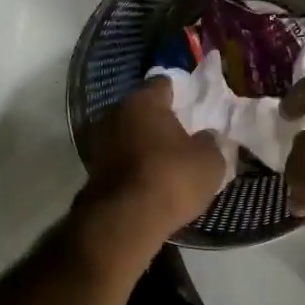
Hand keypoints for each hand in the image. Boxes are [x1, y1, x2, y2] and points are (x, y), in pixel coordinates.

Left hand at [80, 78, 229, 262]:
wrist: (125, 220)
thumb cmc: (172, 177)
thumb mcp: (209, 161)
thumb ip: (210, 142)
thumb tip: (206, 137)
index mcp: (144, 100)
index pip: (164, 84)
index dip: (181, 93)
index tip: (195, 106)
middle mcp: (116, 113)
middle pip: (143, 110)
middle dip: (161, 120)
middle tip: (184, 134)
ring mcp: (100, 142)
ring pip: (129, 135)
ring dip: (145, 144)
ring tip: (169, 160)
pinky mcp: (94, 171)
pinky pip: (122, 160)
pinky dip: (135, 166)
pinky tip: (151, 179)